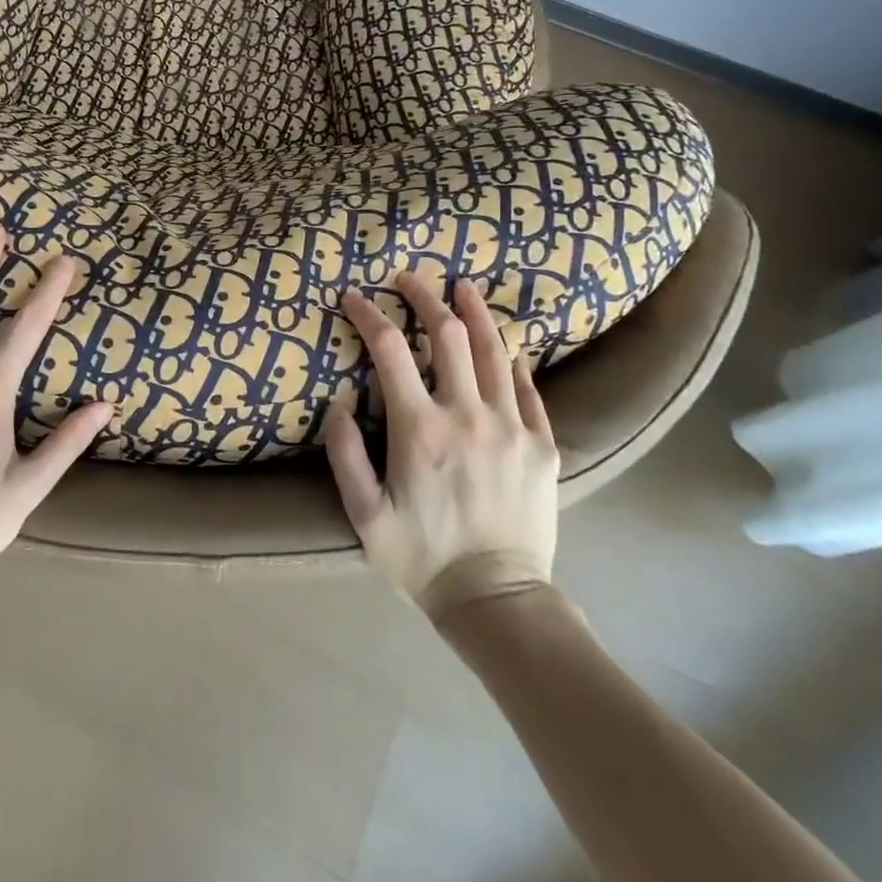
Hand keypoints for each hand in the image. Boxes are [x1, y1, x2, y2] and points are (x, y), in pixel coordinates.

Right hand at [325, 275, 559, 619]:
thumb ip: (345, 455)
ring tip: (463, 286)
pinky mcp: (542, 445)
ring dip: (475, 312)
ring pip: (495, 351)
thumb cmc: (421, 558)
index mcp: (420, 429)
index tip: (353, 297)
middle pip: (447, 335)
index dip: (368, 315)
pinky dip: (513, 359)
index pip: (389, 350)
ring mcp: (511, 427)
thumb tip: (338, 403)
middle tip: (408, 279)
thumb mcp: (364, 515)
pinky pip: (528, 388)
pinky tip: (505, 344)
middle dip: (424, 297)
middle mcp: (467, 415)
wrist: (496, 601)